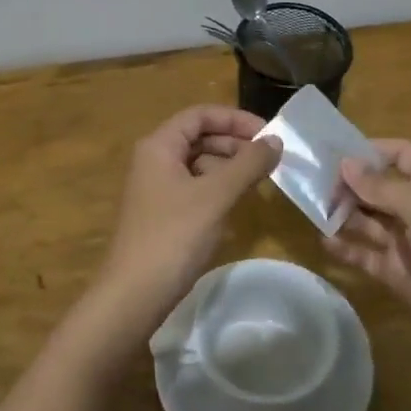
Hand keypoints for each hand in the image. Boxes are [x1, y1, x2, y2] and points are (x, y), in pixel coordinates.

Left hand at [90, 106, 282, 338]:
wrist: (134, 295)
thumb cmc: (173, 236)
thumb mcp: (216, 195)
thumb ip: (248, 164)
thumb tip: (276, 141)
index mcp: (159, 146)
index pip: (200, 115)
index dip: (236, 119)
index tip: (269, 134)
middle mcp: (154, 160)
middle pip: (199, 137)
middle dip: (236, 144)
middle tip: (270, 160)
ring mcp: (157, 189)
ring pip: (199, 164)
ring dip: (229, 167)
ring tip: (259, 181)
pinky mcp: (163, 215)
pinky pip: (195, 189)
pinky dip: (218, 189)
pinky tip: (237, 204)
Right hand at [324, 139, 410, 372]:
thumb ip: (381, 186)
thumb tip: (346, 164)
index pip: (403, 155)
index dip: (374, 150)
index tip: (338, 152)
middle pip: (380, 187)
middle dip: (350, 183)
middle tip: (314, 182)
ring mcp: (407, 243)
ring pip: (368, 220)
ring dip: (343, 212)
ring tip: (314, 208)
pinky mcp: (396, 273)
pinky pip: (365, 254)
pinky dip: (345, 247)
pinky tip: (324, 241)